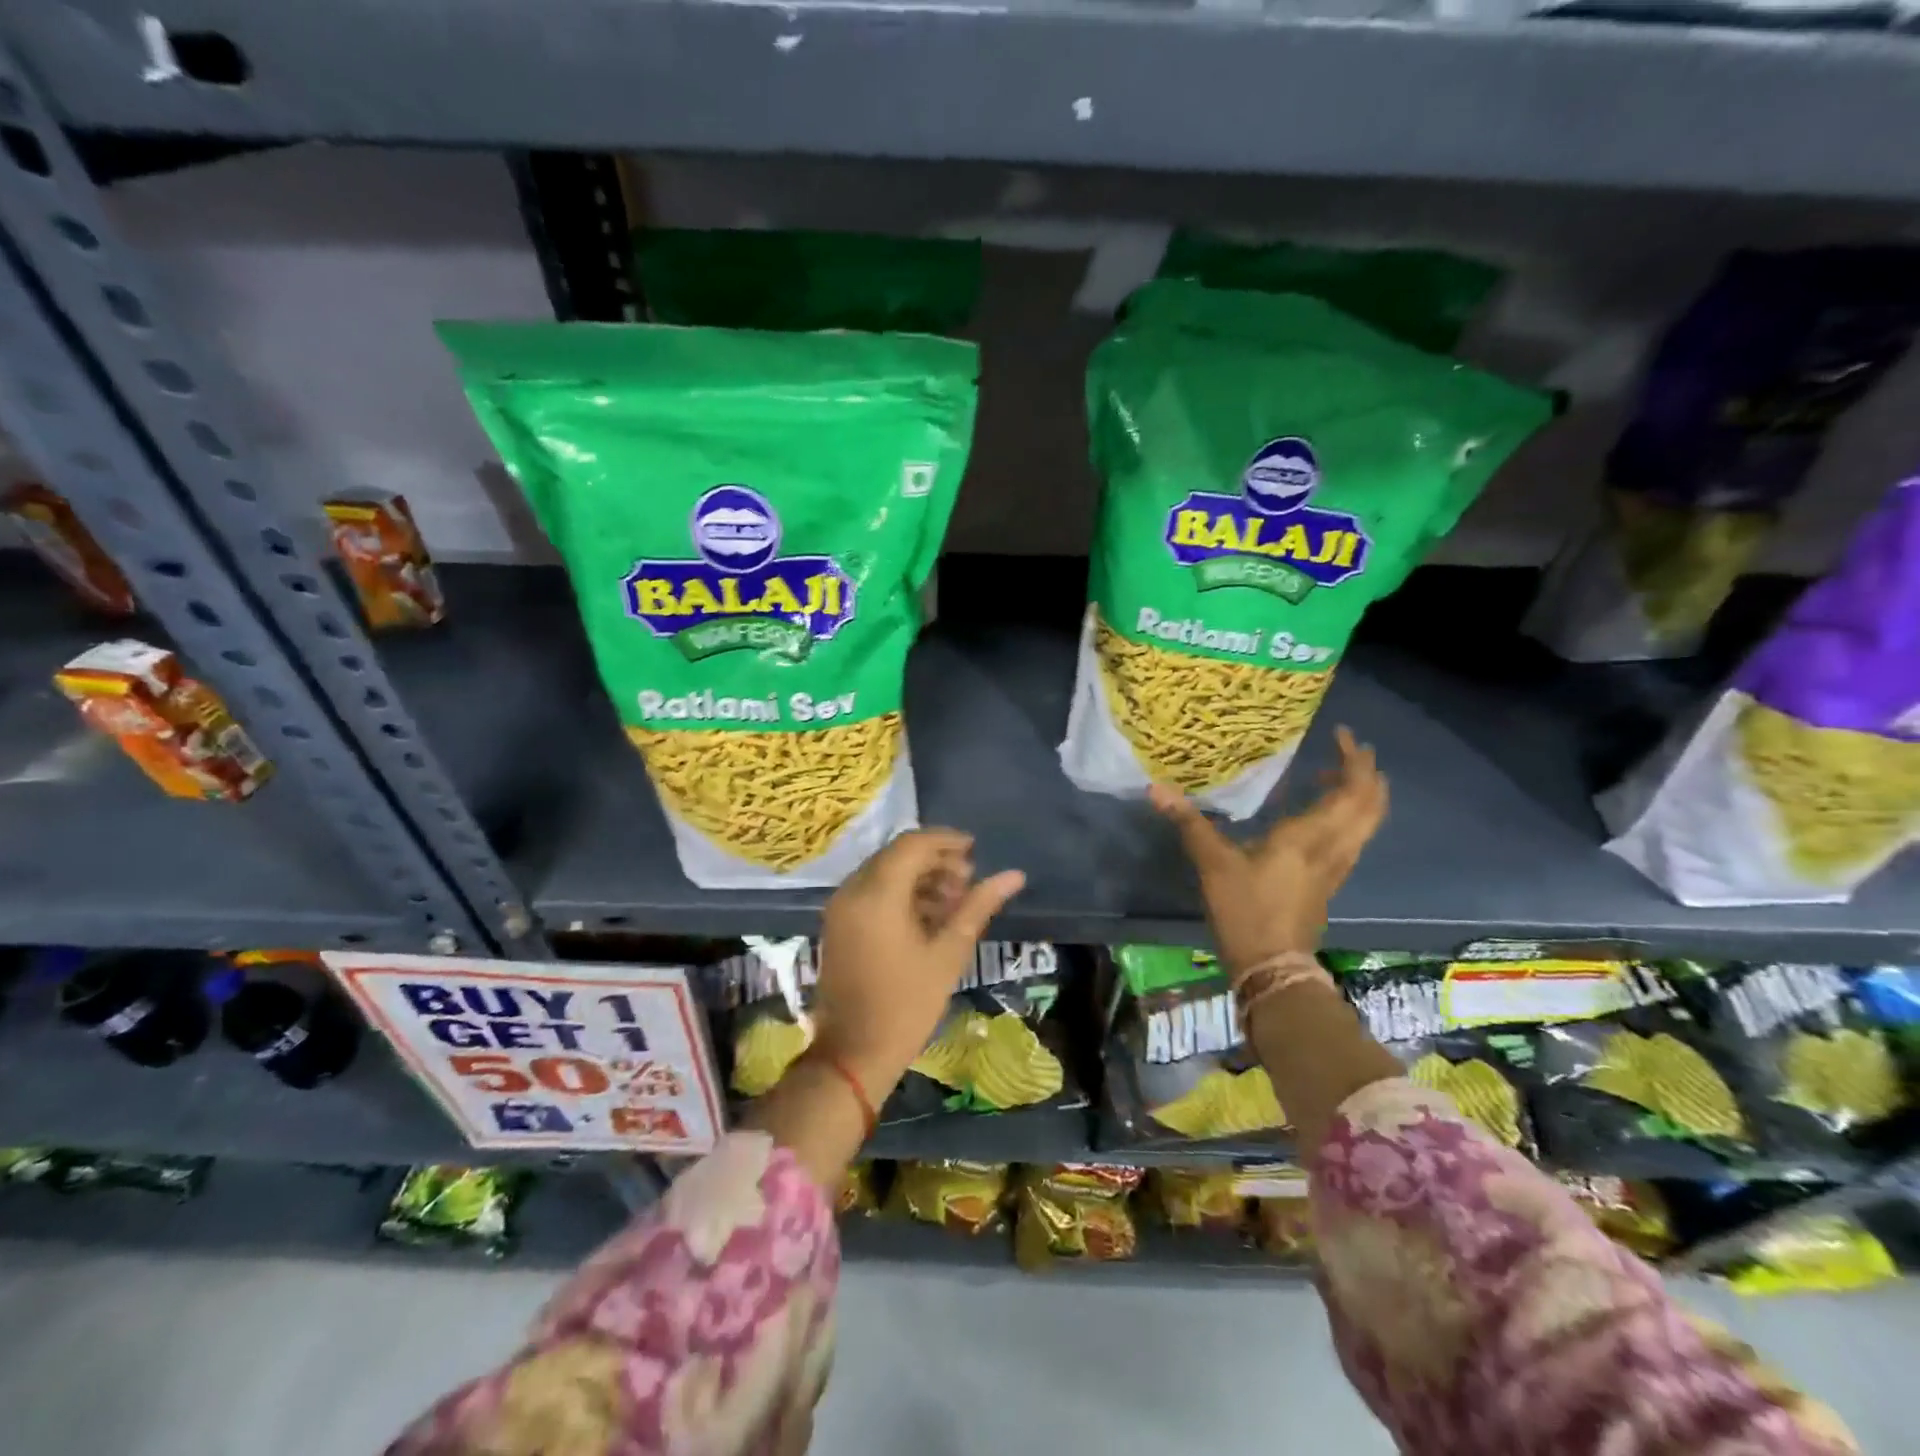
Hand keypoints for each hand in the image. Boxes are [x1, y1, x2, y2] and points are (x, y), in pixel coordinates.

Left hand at [812, 829, 1026, 1099]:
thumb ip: (978, 906)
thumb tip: (1014, 876)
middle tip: (968, 882)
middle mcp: (852, 890)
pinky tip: (927, 916)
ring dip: (919, 877)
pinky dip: (899, 893)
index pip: (913, 844)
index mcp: (877, 894)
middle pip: (897, 854)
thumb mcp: (948, 954)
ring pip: (884, 871)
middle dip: (935, 861)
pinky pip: (871, 890)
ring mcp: (840, 907)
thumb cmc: (907, 1005)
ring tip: (953, 902)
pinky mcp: (837, 923)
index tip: (975, 852)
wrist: (853, 1054)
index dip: (946, 841)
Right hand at [1150, 726, 1386, 970]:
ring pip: (1367, 823)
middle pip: (1371, 805)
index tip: (1343, 735)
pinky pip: (1353, 838)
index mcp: (1311, 835)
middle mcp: (1334, 846)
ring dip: (1362, 795)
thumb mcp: (1213, 863)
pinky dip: (1349, 816)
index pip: (1351, 790)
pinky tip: (1322, 815)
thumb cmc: (1245, 909)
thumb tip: (1156, 788)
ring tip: (1335, 775)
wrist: (1272, 966)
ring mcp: (1337, 867)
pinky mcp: (1330, 882)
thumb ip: (1190, 822)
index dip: (1355, 761)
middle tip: (1350, 750)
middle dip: (1367, 774)